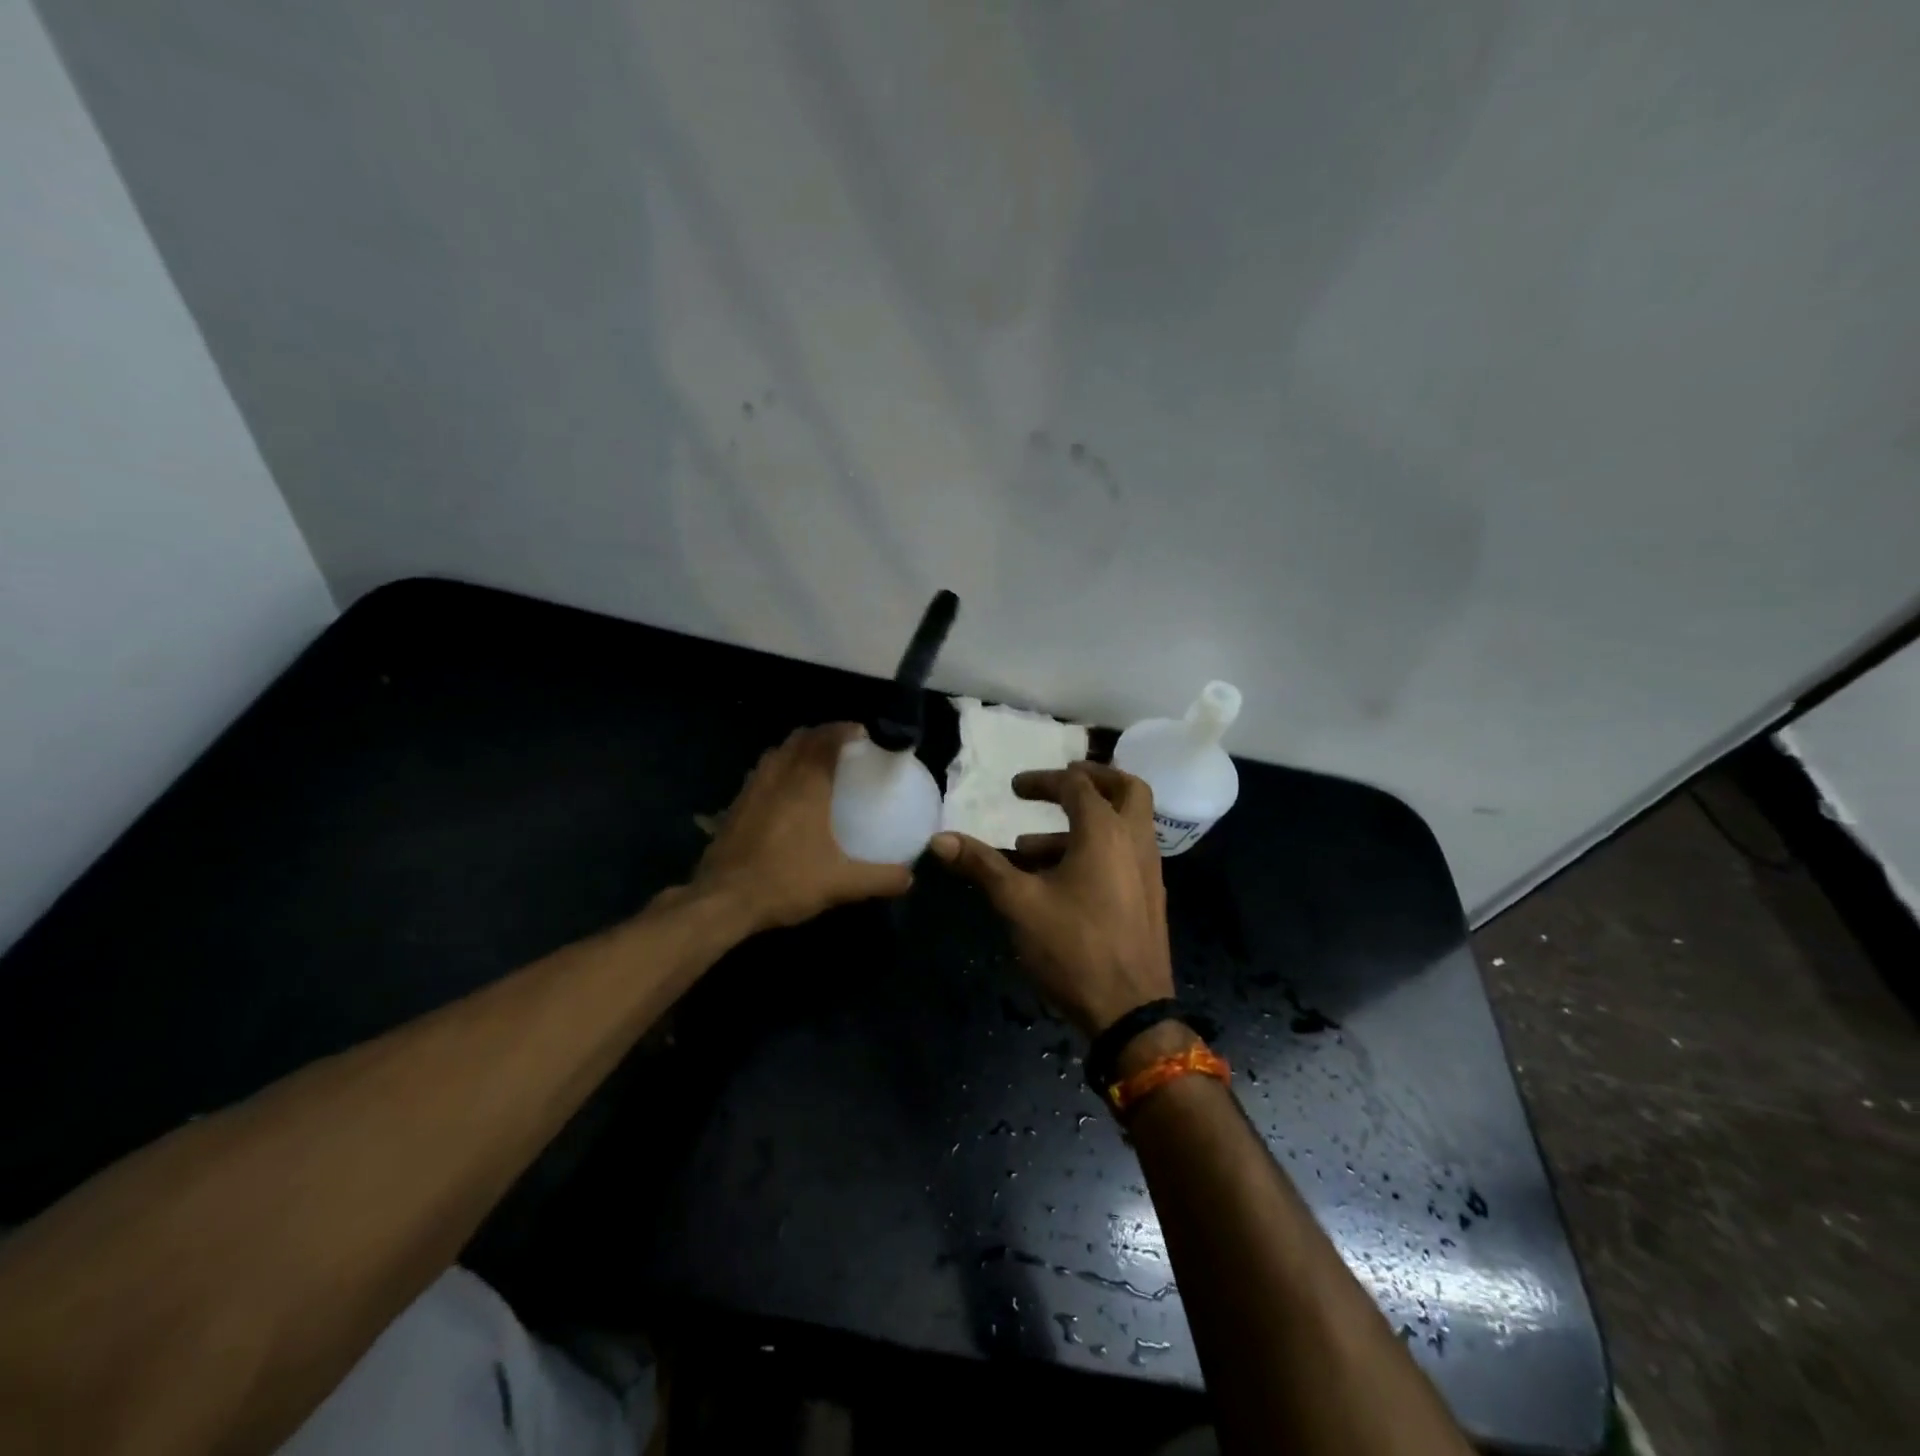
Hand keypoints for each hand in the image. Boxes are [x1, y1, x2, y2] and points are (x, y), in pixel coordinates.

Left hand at [694, 723, 912, 930]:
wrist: (723, 901)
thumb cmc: (785, 882)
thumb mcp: (841, 883)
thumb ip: (879, 878)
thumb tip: (910, 877)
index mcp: (806, 785)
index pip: (826, 740)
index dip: (845, 730)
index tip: (863, 733)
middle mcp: (778, 777)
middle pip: (800, 739)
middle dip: (823, 734)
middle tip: (844, 745)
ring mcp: (752, 789)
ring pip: (777, 753)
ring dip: (798, 748)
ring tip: (816, 762)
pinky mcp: (735, 806)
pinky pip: (762, 772)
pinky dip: (778, 769)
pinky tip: (786, 793)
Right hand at [930, 762, 1172, 1035]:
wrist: (1131, 1012)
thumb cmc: (1074, 948)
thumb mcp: (1019, 903)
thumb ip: (982, 865)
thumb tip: (939, 839)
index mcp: (1106, 832)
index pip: (1077, 786)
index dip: (1043, 781)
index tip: (1013, 789)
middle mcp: (1136, 842)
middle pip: (1126, 789)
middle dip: (1092, 779)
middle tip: (1059, 784)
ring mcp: (1148, 871)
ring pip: (1125, 825)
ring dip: (1084, 823)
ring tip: (1029, 849)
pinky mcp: (1148, 898)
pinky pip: (1125, 854)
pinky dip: (1096, 849)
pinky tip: (1057, 882)